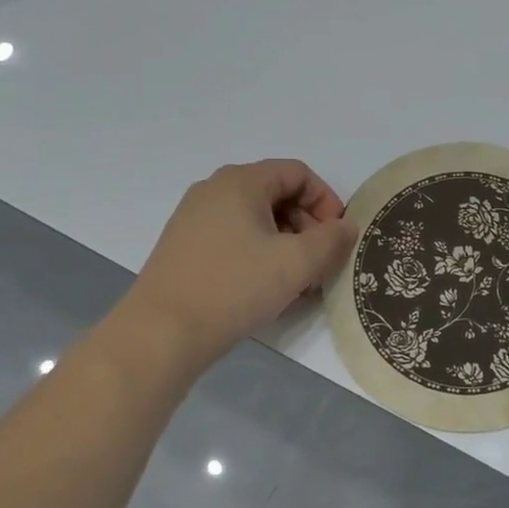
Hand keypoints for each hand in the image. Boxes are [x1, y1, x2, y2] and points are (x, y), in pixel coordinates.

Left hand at [124, 160, 356, 374]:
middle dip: (307, 227)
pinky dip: (260, 256)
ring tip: (298, 284)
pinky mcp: (185, 248)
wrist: (161, 334)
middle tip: (320, 264)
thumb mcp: (295, 263)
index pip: (298, 173)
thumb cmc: (234, 287)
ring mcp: (194, 219)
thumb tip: (347, 227)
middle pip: (277, 195)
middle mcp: (214, 191)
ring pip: (257, 221)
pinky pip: (235, 239)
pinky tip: (267, 290)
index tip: (338, 237)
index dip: (326, 201)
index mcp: (240, 182)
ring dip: (286, 246)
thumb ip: (331, 240)